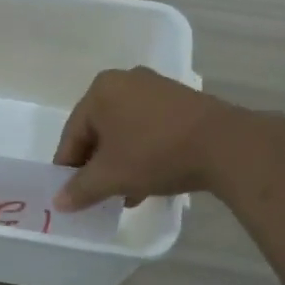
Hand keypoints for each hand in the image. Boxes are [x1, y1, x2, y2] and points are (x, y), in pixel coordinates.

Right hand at [52, 67, 237, 209]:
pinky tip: (149, 182)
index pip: (72, 134)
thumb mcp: (111, 176)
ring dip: (120, 164)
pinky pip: (149, 129)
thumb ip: (80, 189)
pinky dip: (143, 153)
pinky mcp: (181, 102)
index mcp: (100, 90)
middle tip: (98, 195)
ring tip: (125, 195)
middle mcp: (125, 81)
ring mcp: (156, 89)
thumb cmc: (156, 154)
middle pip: (99, 132)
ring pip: (125, 132)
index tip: (70, 195)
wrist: (226, 146)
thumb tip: (59, 202)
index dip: (68, 168)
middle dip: (97, 167)